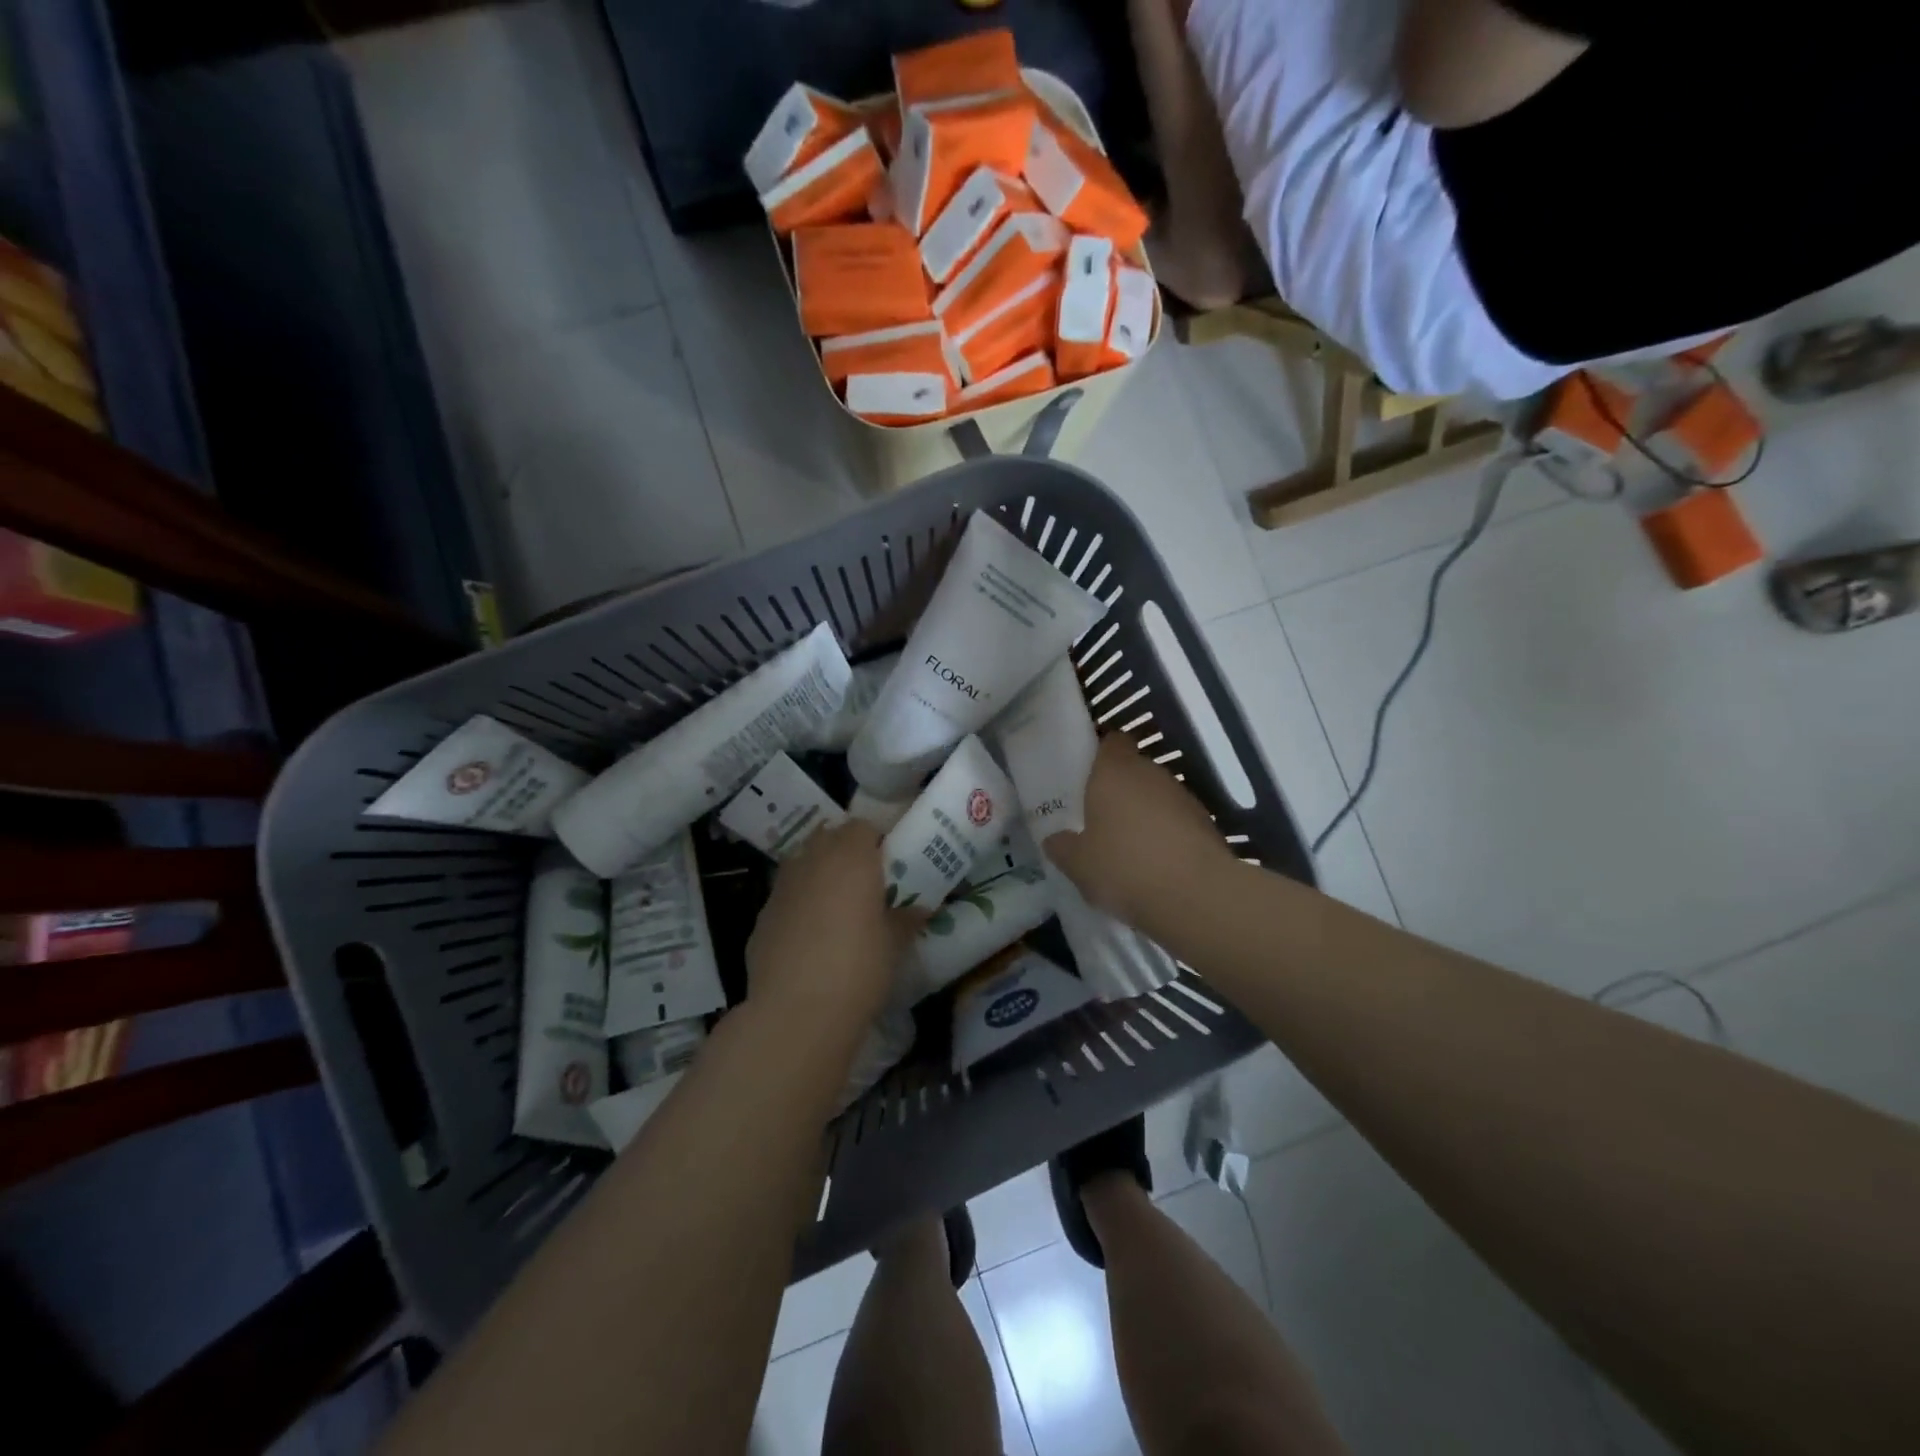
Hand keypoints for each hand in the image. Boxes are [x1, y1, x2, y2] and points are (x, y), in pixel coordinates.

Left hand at [746, 820, 920, 1033]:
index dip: (875, 841)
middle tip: (864, 882)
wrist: (796, 1012)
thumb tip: (919, 909)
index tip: (888, 864)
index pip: (863, 827)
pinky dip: (799, 905)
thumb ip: (905, 919)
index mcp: (851, 858)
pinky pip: (786, 897)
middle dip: (845, 852)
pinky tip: (809, 938)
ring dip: (819, 875)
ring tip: (836, 908)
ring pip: (803, 864)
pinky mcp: (761, 916)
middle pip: (829, 838)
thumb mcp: (893, 944)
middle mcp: (813, 861)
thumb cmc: (858, 968)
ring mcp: (782, 887)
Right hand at [1043, 734, 1234, 927]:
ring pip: (1156, 795)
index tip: (1086, 775)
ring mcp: (1183, 796)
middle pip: (1133, 769)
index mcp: (1114, 771)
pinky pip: (1176, 819)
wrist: (1197, 896)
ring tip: (1127, 844)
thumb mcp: (1078, 864)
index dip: (1100, 753)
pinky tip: (1154, 862)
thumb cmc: (1124, 867)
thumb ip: (1062, 847)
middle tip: (1098, 816)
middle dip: (1118, 788)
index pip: (1111, 742)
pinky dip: (1166, 833)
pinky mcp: (1206, 822)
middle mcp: (1151, 773)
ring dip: (1143, 812)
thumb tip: (1055, 840)